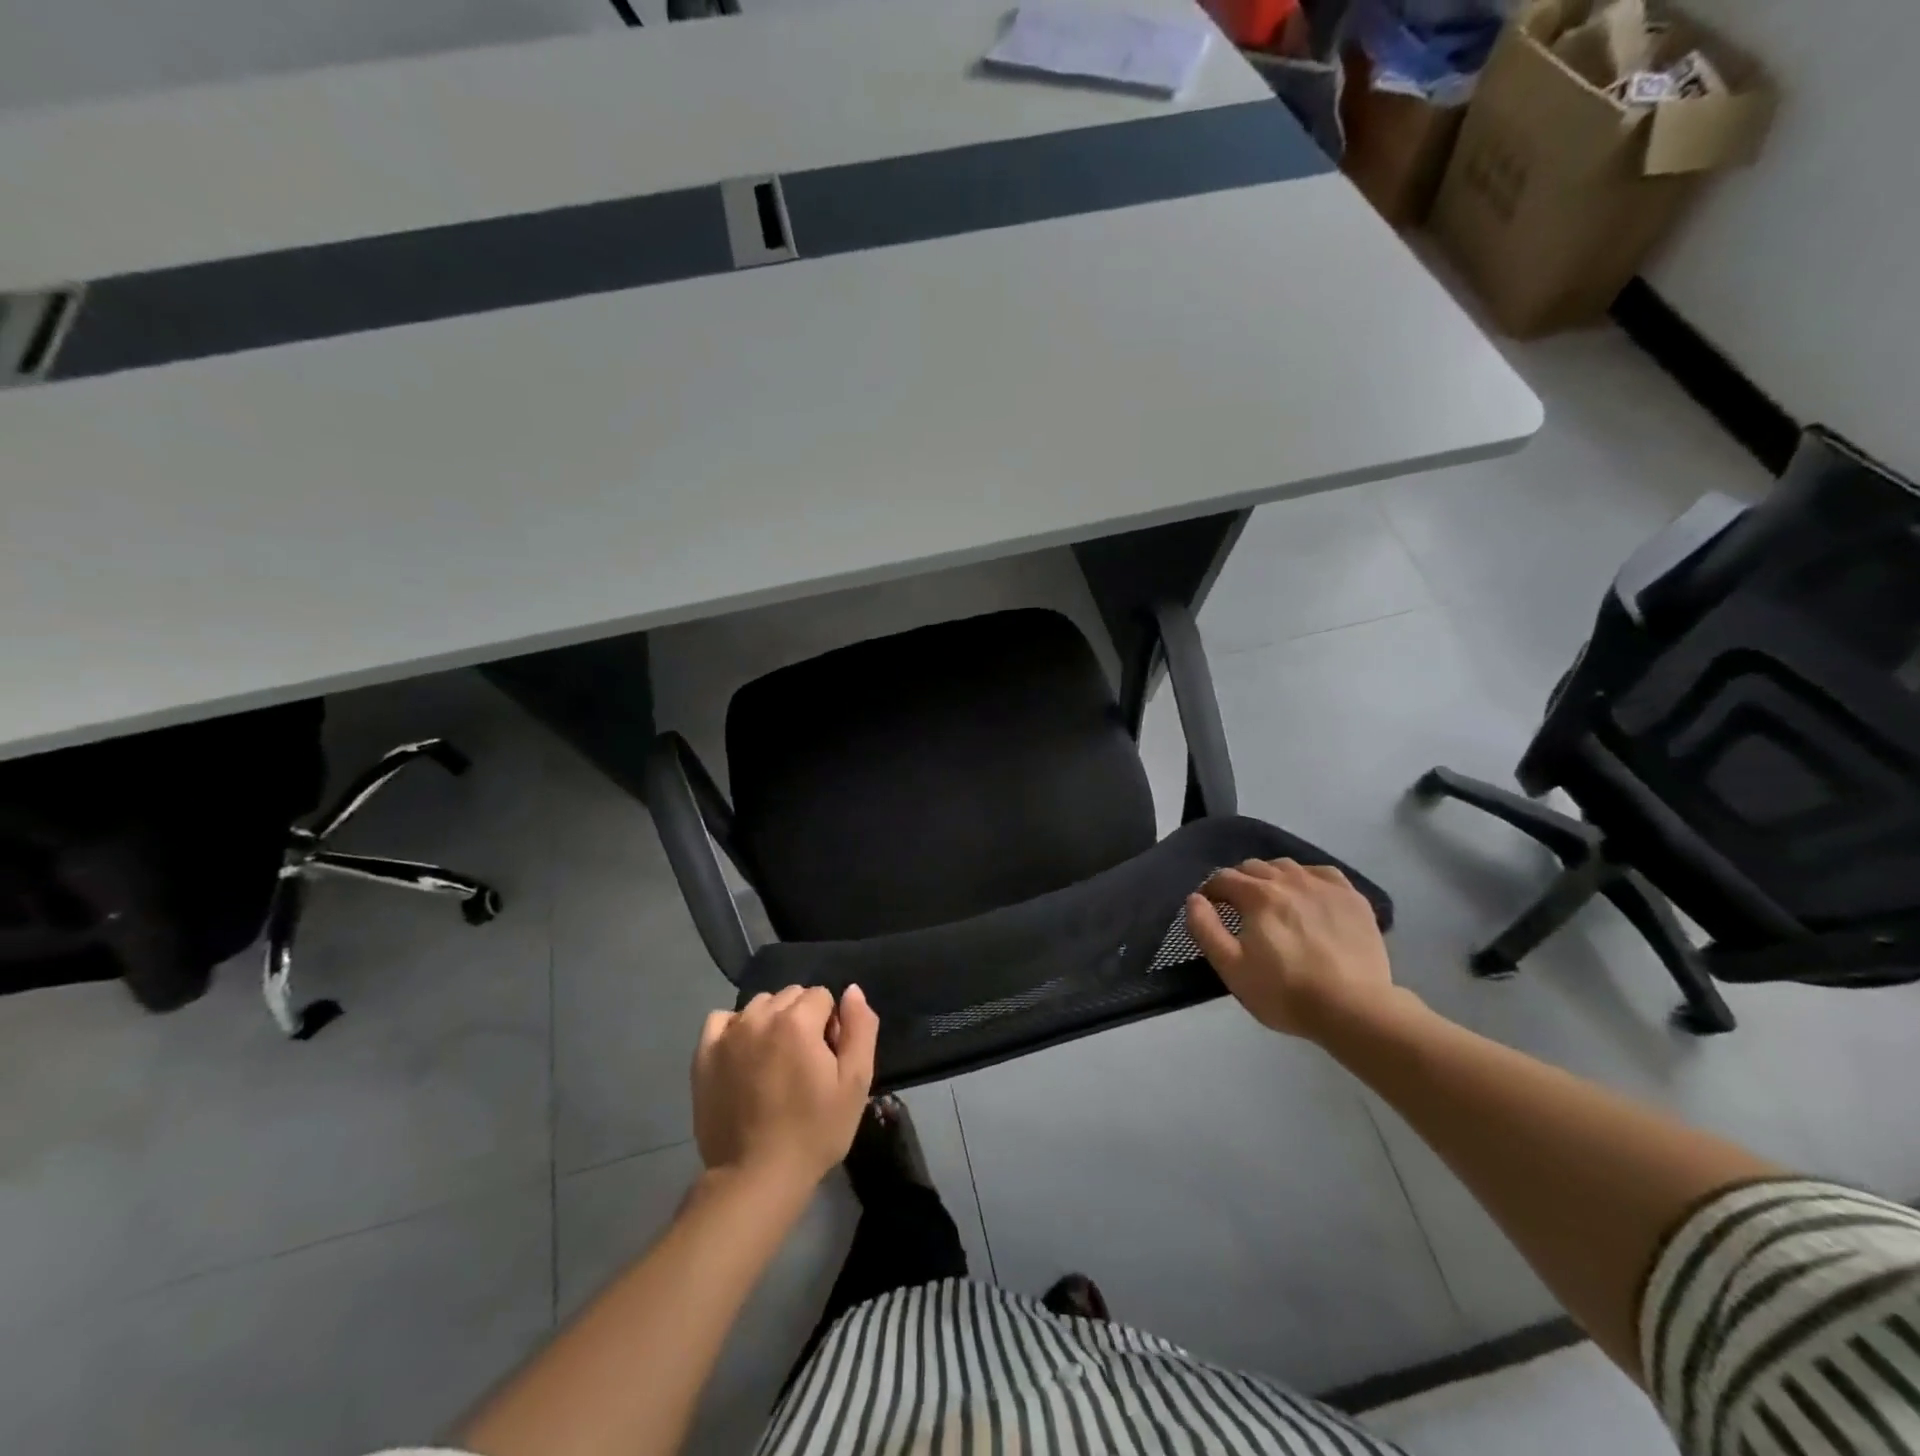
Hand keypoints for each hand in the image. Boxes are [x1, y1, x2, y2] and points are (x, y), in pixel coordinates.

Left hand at [691, 984, 878, 1190]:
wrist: (756, 1177)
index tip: (827, 1059)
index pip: (822, 996)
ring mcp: (728, 1035)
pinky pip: (721, 1020)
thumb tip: (852, 991)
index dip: (830, 1025)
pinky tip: (743, 1055)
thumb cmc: (814, 1131)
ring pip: (759, 1006)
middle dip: (802, 1019)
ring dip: (771, 1022)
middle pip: (790, 996)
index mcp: (798, 1020)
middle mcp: (760, 1016)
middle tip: (803, 1063)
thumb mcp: (856, 1083)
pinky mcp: (703, 1055)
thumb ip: (860, 1028)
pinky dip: (735, 1028)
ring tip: (773, 1063)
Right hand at [1185, 859, 1400, 1039]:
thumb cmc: (1285, 992)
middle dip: (1239, 881)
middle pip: (1254, 867)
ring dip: (1272, 877)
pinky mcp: (1352, 898)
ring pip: (1288, 866)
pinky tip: (1308, 894)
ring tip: (1273, 900)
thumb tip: (1194, 899)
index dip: (1211, 891)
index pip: (1224, 878)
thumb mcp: (1231, 967)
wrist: (1353, 1009)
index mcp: (1257, 895)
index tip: (1211, 908)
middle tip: (1239, 907)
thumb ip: (1205, 929)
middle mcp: (1289, 880)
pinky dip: (1308, 877)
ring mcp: (1324, 886)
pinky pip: (1323, 873)